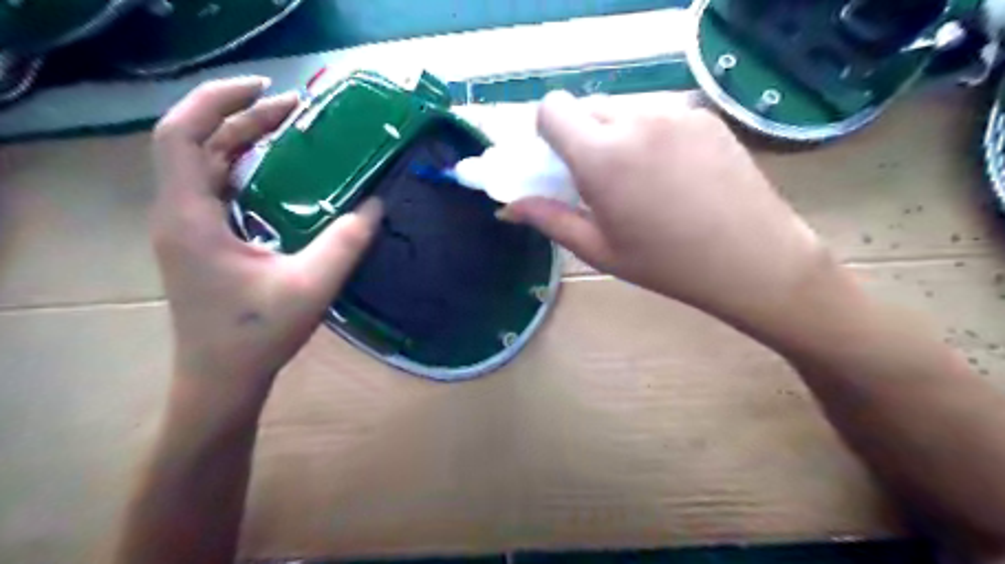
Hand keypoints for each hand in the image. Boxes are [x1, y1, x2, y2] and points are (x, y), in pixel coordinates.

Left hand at [150, 78, 382, 401]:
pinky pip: (216, 189)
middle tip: (295, 110)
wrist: (220, 379)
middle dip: (243, 118)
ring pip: (205, 165)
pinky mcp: (200, 242)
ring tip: (289, 131)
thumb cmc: (256, 335)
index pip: (181, 136)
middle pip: (196, 144)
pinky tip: (279, 175)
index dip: (217, 102)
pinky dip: (244, 169)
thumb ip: (346, 242)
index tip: (267, 90)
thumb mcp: (311, 286)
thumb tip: (377, 204)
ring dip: (242, 142)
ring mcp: (187, 229)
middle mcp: (179, 215)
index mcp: (191, 218)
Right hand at [507, 91, 836, 330]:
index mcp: (602, 156)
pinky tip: (675, 173)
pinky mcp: (704, 114)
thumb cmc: (665, 263)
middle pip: (587, 108)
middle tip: (601, 179)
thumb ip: (548, 219)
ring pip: (623, 109)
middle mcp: (635, 120)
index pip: (551, 109)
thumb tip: (508, 209)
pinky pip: (659, 113)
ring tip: (643, 180)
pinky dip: (651, 134)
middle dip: (582, 137)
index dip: (546, 132)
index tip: (559, 163)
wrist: (753, 259)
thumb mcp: (598, 248)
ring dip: (616, 135)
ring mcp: (675, 112)